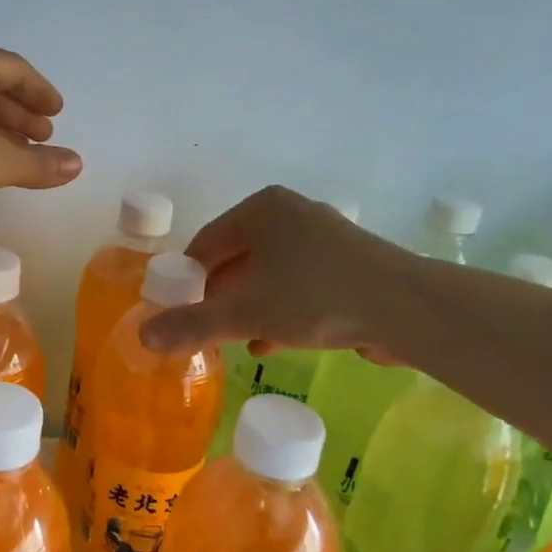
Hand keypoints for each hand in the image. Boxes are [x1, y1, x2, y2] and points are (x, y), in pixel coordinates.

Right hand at [138, 186, 414, 361]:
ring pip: (269, 274)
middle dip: (220, 297)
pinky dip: (281, 309)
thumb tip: (143, 335)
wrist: (408, 308)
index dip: (187, 280)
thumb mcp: (245, 313)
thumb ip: (192, 324)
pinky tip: (272, 342)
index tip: (178, 312)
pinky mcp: (349, 263)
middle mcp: (291, 213)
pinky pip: (299, 283)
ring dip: (249, 308)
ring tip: (236, 341)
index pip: (206, 243)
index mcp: (262, 209)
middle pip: (237, 258)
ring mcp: (324, 237)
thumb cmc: (315, 297)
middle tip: (206, 330)